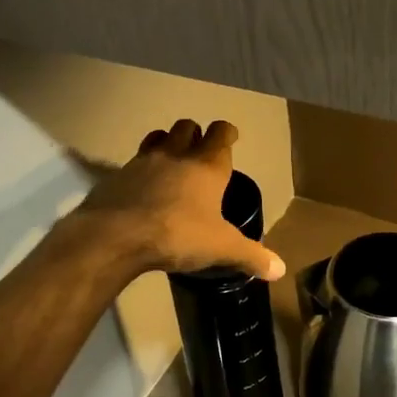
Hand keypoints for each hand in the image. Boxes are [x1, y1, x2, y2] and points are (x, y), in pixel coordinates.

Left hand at [74, 119, 284, 281]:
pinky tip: (143, 189)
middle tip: (199, 152)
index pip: (221, 133)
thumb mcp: (221, 248)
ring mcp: (143, 161)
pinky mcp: (117, 175)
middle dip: (195, 134)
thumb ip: (251, 256)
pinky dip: (141, 169)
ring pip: (157, 137)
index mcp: (207, 165)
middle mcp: (176, 154)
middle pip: (187, 126)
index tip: (230, 137)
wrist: (116, 235)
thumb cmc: (178, 234)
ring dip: (166, 143)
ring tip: (171, 162)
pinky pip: (133, 163)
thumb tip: (280, 270)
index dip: (227, 133)